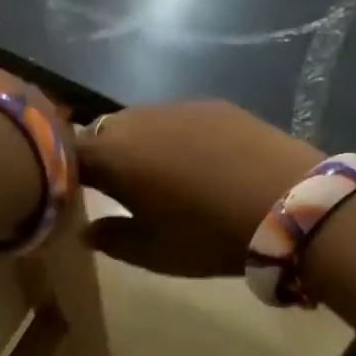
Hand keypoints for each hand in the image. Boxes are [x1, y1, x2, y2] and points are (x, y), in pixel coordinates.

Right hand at [76, 102, 321, 276]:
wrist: (288, 203)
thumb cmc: (209, 235)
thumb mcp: (154, 252)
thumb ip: (112, 239)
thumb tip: (86, 230)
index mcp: (114, 156)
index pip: (69, 153)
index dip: (66, 171)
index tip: (75, 193)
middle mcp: (137, 120)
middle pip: (103, 130)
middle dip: (103, 155)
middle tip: (119, 186)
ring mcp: (177, 106)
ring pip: (140, 119)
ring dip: (139, 141)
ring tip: (161, 172)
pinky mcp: (212, 103)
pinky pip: (177, 115)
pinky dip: (175, 134)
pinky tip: (200, 159)